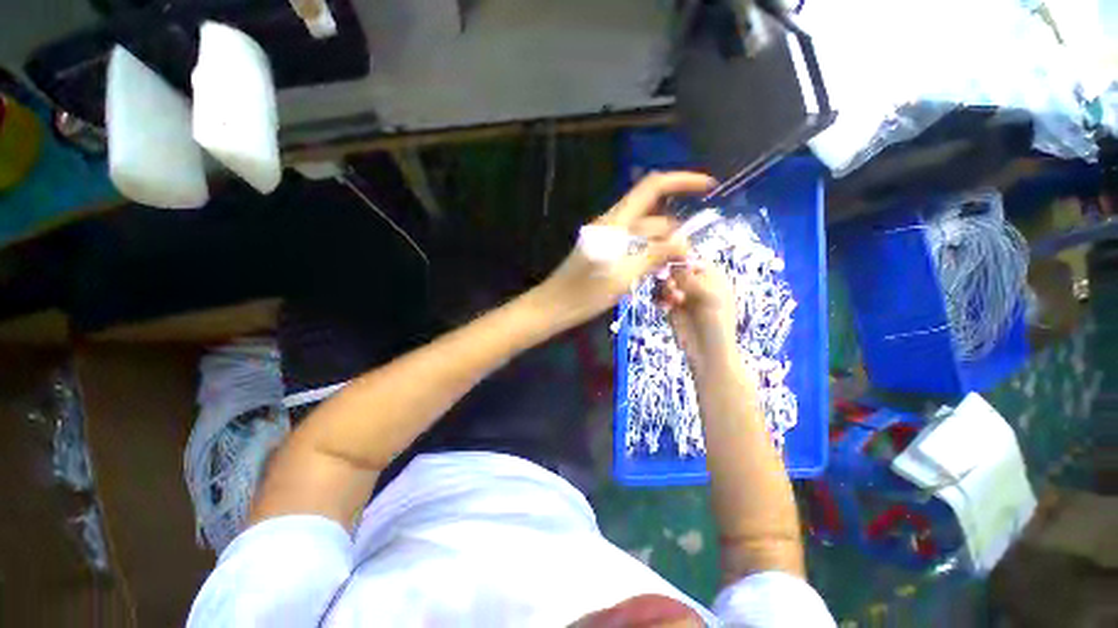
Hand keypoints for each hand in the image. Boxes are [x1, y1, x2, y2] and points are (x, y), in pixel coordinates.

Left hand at [535, 172, 715, 328]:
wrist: (554, 307)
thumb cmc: (585, 293)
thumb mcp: (624, 275)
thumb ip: (655, 255)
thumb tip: (685, 242)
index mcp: (616, 222)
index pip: (652, 187)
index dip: (682, 181)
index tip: (709, 187)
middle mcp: (613, 224)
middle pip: (653, 217)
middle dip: (675, 233)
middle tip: (690, 259)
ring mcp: (608, 239)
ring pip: (644, 236)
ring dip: (662, 250)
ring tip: (676, 273)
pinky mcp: (606, 253)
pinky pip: (634, 248)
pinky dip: (648, 258)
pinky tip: (658, 276)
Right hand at [656, 260, 739, 372]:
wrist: (708, 353)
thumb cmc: (716, 323)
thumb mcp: (708, 296)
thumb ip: (689, 278)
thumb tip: (672, 262)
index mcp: (713, 277)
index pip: (693, 258)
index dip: (680, 259)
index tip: (669, 262)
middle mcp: (697, 283)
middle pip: (676, 268)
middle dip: (670, 275)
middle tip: (672, 287)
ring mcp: (683, 295)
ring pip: (666, 281)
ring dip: (665, 288)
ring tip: (671, 301)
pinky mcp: (672, 306)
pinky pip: (660, 295)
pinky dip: (659, 298)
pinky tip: (664, 307)